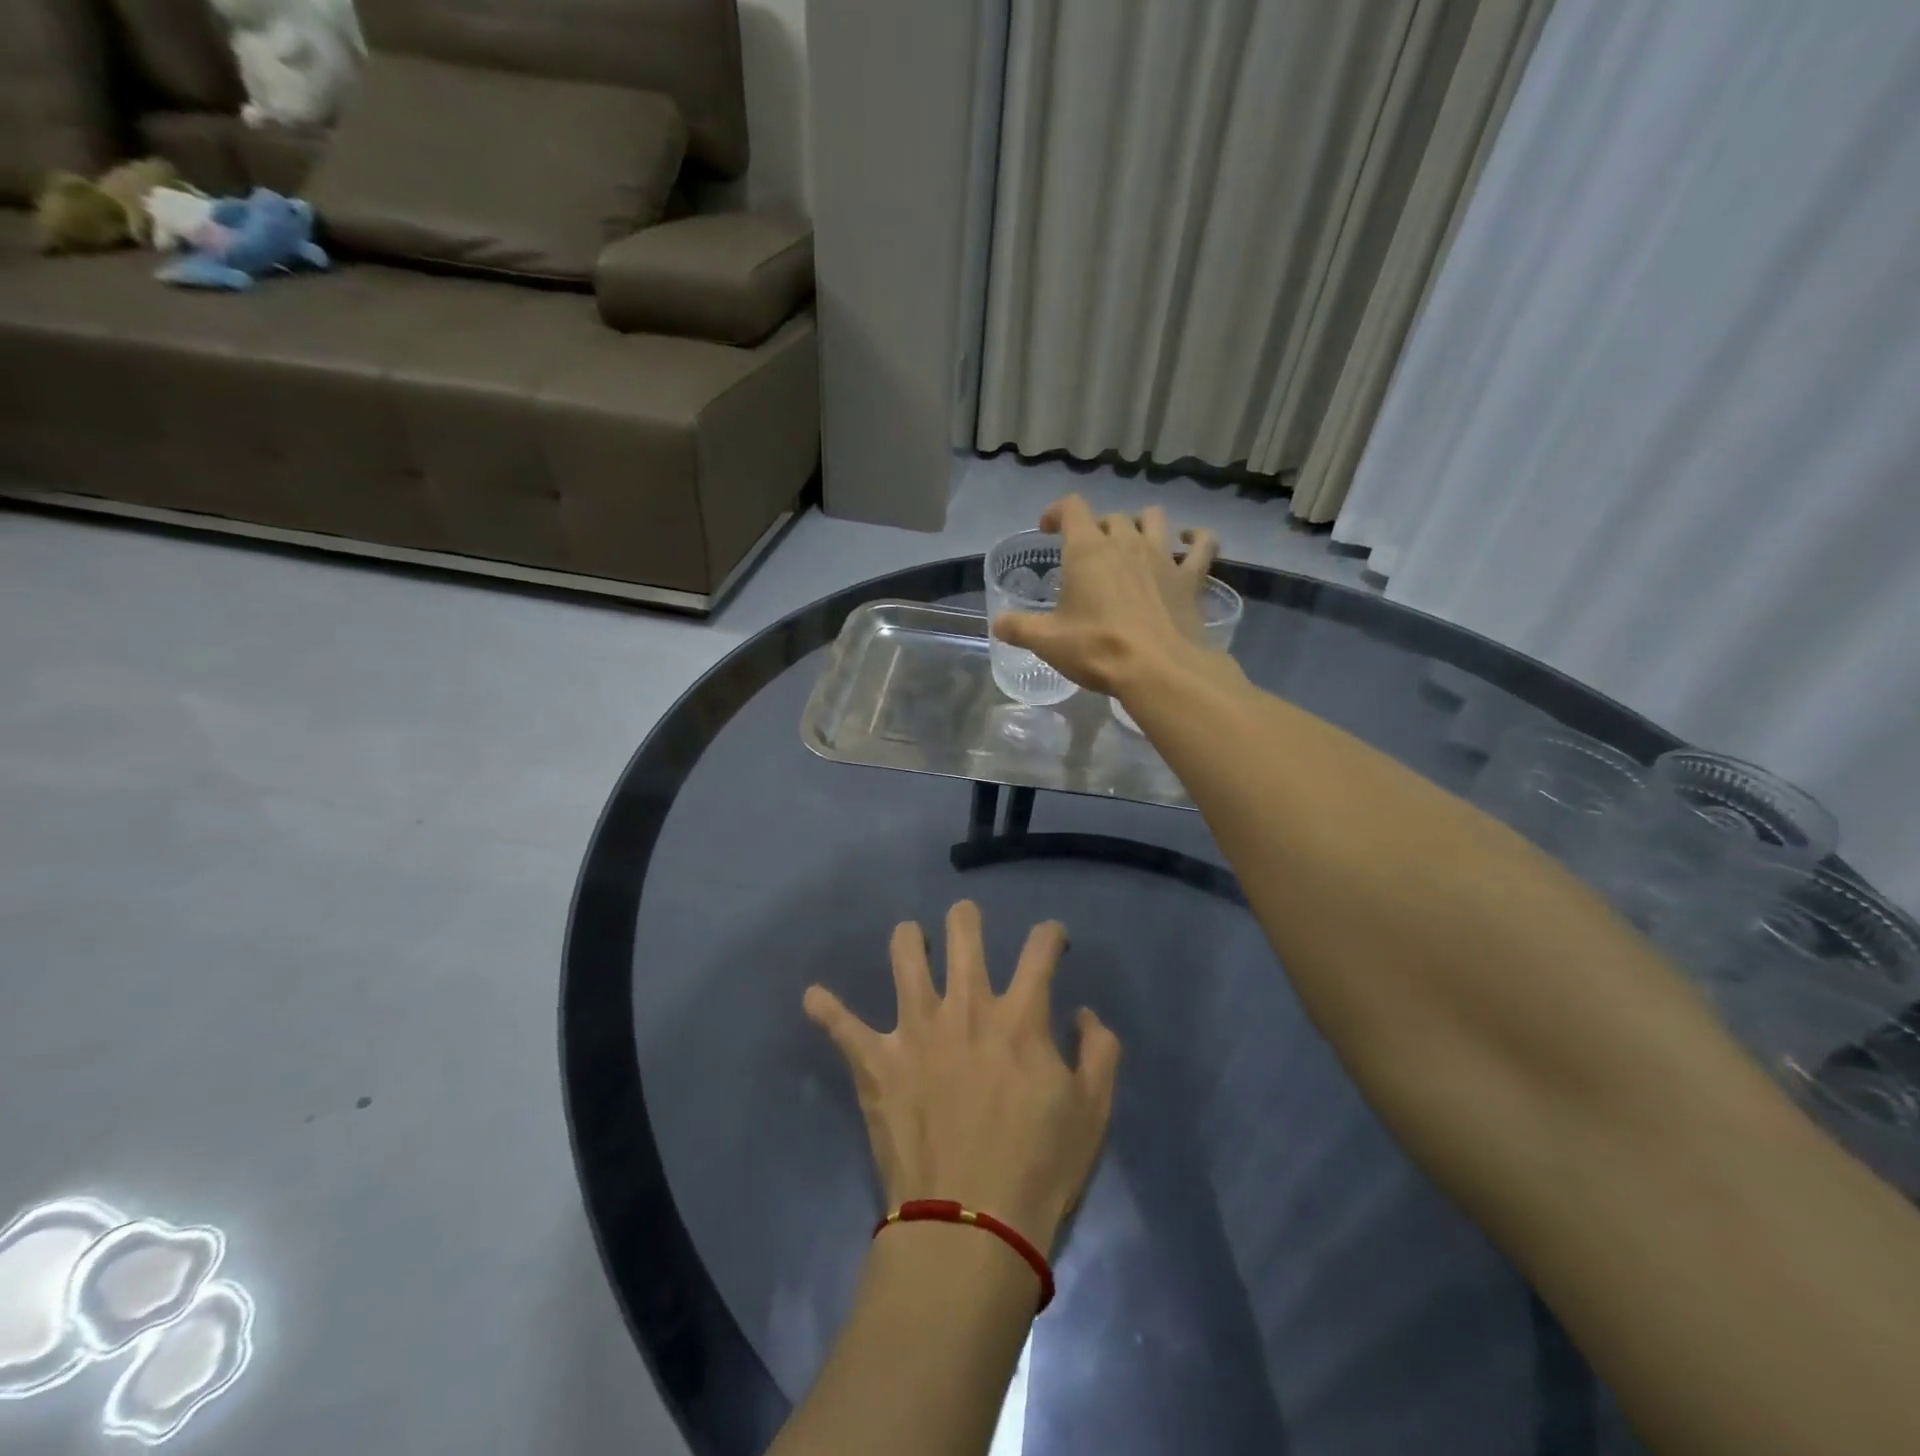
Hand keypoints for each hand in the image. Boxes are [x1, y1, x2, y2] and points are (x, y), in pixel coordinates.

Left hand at [803, 901, 1120, 1257]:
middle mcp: (966, 1007)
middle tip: (965, 921)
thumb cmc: (1039, 1168)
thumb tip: (1083, 1013)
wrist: (971, 1226)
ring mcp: (916, 1030)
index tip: (1052, 940)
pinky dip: (826, 1009)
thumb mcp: (1093, 1111)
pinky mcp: (877, 1062)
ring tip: (910, 938)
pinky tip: (813, 996)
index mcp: (1019, 1016)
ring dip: (907, 939)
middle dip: (965, 918)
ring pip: (904, 956)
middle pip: (963, 934)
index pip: (1040, 949)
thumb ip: (1100, 1051)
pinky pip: (842, 1026)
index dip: (1050, 935)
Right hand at [992, 495, 1222, 696]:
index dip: (1057, 512)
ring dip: (1141, 524)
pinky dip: (1196, 539)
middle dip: (1097, 528)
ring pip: (1154, 519)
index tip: (1048, 528)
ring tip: (1132, 541)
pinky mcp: (1191, 577)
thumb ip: (1018, 628)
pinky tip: (1188, 542)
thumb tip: (997, 623)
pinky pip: (1202, 545)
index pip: (1071, 508)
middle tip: (1088, 553)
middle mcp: (1126, 542)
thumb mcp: (1047, 641)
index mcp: (1087, 550)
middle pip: (1111, 517)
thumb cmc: (1097, 649)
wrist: (1158, 669)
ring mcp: (1163, 556)